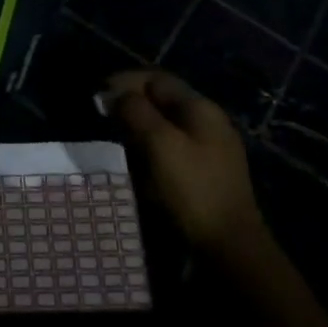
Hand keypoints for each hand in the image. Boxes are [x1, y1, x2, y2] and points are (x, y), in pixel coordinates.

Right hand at [112, 71, 269, 254]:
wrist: (229, 247)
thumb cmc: (192, 188)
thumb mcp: (159, 143)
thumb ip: (136, 111)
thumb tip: (116, 94)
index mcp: (200, 108)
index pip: (157, 79)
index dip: (125, 81)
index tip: (98, 95)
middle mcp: (207, 122)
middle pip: (161, 100)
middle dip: (130, 104)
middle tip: (103, 118)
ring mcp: (208, 149)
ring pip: (165, 125)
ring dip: (138, 127)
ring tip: (114, 139)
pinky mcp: (204, 173)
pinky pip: (170, 149)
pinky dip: (149, 148)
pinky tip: (136, 164)